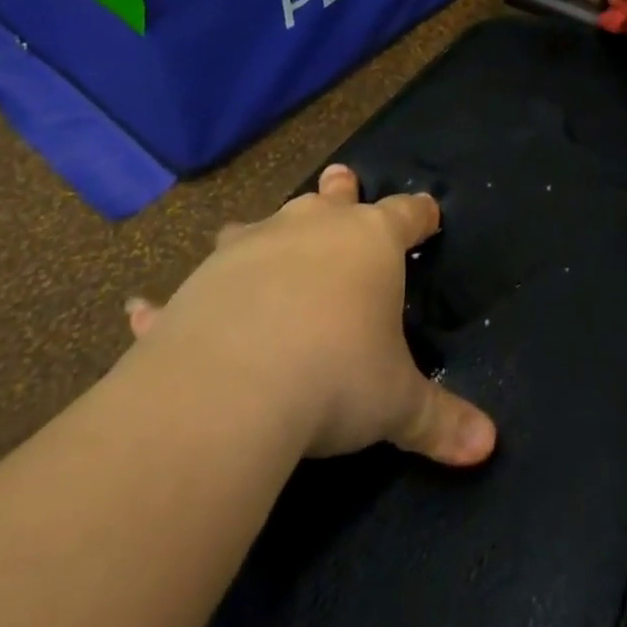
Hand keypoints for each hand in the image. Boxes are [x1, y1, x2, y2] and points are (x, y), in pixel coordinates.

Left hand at [124, 165, 495, 467]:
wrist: (234, 384)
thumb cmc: (335, 375)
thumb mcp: (396, 404)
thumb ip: (441, 420)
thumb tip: (488, 447)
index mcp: (369, 243)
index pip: (406, 215)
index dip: (420, 214)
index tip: (429, 213)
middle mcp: (311, 230)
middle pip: (331, 198)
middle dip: (340, 190)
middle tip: (341, 178)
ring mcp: (251, 249)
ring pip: (261, 224)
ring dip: (263, 229)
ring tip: (257, 229)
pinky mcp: (199, 284)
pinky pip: (182, 288)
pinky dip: (165, 300)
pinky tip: (138, 306)